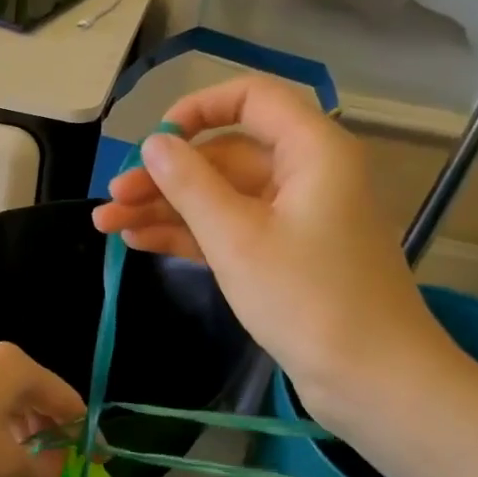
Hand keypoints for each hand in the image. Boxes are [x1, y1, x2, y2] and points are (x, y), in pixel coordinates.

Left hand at [0, 342, 85, 476]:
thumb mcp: (2, 465)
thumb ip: (42, 472)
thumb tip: (57, 470)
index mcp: (21, 370)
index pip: (71, 402)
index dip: (86, 437)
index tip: (94, 469)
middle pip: (42, 398)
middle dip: (54, 436)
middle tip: (57, 473)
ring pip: (11, 402)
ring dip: (24, 435)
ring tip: (23, 469)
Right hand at [91, 75, 454, 427]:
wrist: (370, 378)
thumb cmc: (307, 297)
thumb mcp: (237, 237)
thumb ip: (190, 184)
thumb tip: (155, 143)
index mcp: (311, 151)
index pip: (252, 98)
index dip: (198, 109)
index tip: (154, 140)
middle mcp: (304, 174)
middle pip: (225, 154)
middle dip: (165, 175)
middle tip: (112, 199)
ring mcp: (293, 218)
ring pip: (220, 196)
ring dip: (165, 208)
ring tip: (107, 225)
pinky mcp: (283, 255)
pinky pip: (228, 229)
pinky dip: (188, 234)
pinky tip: (140, 242)